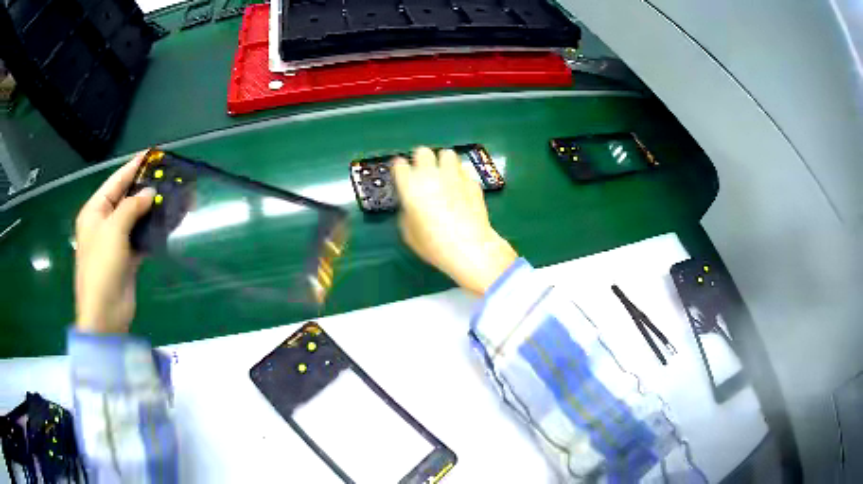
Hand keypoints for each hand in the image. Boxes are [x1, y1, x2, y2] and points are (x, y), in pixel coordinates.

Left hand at [75, 152, 154, 333]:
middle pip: (126, 199)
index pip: (115, 182)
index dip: (133, 168)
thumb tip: (150, 192)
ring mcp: (116, 242)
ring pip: (136, 219)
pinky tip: (168, 222)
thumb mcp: (113, 230)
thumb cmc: (102, 267)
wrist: (105, 313)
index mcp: (95, 212)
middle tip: (167, 176)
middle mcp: (104, 223)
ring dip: (152, 210)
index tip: (152, 155)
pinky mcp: (128, 258)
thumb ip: (132, 207)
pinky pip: (142, 238)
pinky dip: (153, 231)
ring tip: (173, 196)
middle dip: (145, 188)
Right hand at [393, 147, 516, 294]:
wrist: (470, 247)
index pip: (399, 165)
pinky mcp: (472, 181)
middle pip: (423, 152)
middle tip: (423, 172)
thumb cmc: (434, 245)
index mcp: (411, 187)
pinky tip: (461, 188)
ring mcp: (454, 176)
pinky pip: (464, 171)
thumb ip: (407, 212)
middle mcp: (431, 175)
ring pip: (447, 154)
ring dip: (443, 162)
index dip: (400, 169)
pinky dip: (460, 176)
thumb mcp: (410, 234)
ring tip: (445, 175)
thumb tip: (411, 205)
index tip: (402, 174)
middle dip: (421, 159)